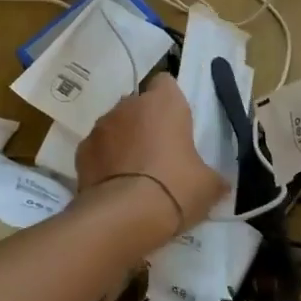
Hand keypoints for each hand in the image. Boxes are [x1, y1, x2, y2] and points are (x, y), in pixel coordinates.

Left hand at [76, 73, 226, 234]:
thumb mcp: (208, 186)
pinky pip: (97, 149)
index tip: (177, 124)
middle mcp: (129, 105)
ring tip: (134, 173)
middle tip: (159, 153)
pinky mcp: (81, 151)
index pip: (166, 83)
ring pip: (115, 125)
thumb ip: (212, 176)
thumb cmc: (175, 188)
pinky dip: (104, 161)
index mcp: (164, 103)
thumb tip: (220, 184)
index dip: (171, 101)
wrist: (123, 217)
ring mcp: (101, 127)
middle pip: (138, 105)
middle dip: (146, 122)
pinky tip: (113, 186)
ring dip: (123, 141)